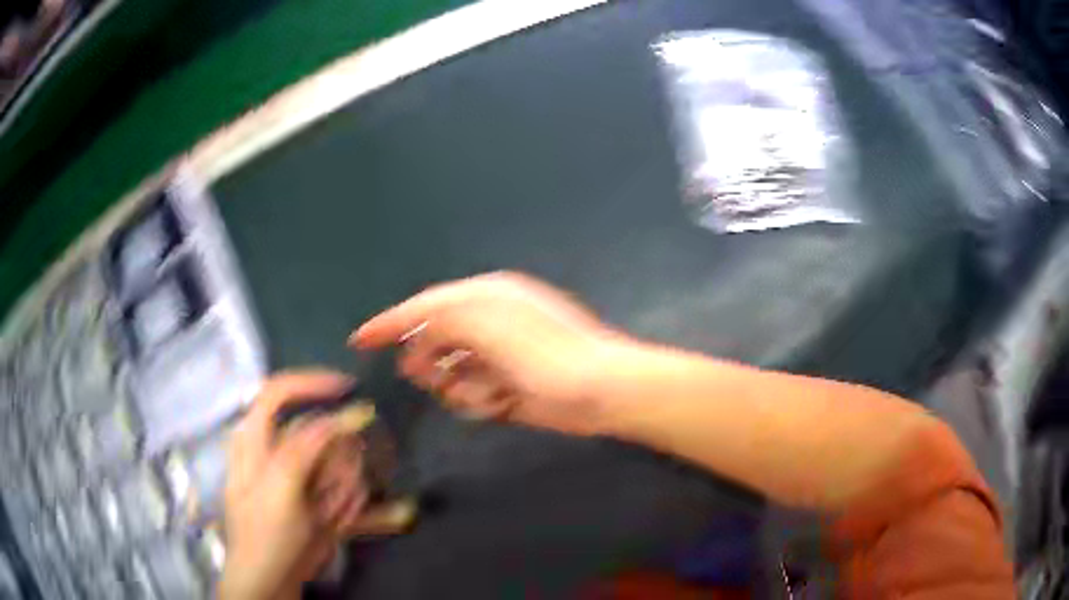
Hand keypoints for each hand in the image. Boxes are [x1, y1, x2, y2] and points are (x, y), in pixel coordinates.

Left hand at [220, 371, 368, 599]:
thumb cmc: (265, 533)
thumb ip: (305, 447)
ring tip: (330, 519)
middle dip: (334, 464)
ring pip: (341, 467)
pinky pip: (353, 496)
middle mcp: (279, 451)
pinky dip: (368, 509)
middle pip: (322, 435)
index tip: (349, 389)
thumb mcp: (278, 487)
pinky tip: (382, 519)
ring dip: (345, 493)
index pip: (280, 391)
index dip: (312, 383)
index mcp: (256, 438)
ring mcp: (303, 478)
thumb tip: (350, 413)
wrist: (271, 582)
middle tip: (328, 496)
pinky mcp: (320, 501)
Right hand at [352, 272, 623, 434]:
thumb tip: (418, 335)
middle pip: (436, 340)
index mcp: (486, 297)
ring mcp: (501, 354)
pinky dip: (480, 400)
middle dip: (432, 363)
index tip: (358, 340)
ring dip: (459, 386)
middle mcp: (491, 320)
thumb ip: (446, 321)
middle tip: (437, 379)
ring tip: (488, 394)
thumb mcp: (491, 327)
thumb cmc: (548, 356)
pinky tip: (501, 403)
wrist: (605, 391)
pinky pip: (474, 392)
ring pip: (452, 371)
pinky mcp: (510, 384)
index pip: (425, 306)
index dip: (389, 322)